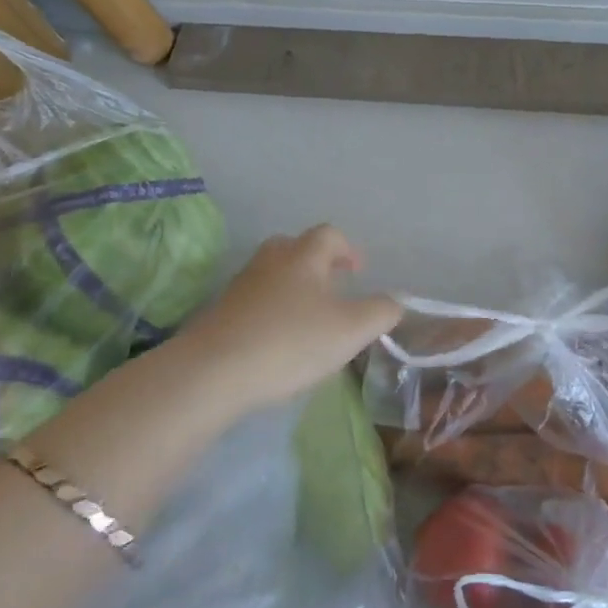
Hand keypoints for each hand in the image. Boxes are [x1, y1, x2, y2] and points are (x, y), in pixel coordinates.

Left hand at [177, 225, 402, 411]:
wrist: (213, 372)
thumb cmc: (290, 342)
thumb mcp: (351, 330)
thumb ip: (380, 312)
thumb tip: (394, 301)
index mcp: (304, 256)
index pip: (329, 235)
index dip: (347, 249)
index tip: (357, 272)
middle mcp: (271, 261)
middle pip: (295, 248)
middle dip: (316, 263)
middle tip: (332, 290)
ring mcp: (241, 285)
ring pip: (272, 274)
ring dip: (292, 287)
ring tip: (308, 318)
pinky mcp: (220, 313)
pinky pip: (253, 300)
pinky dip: (270, 310)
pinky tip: (277, 340)